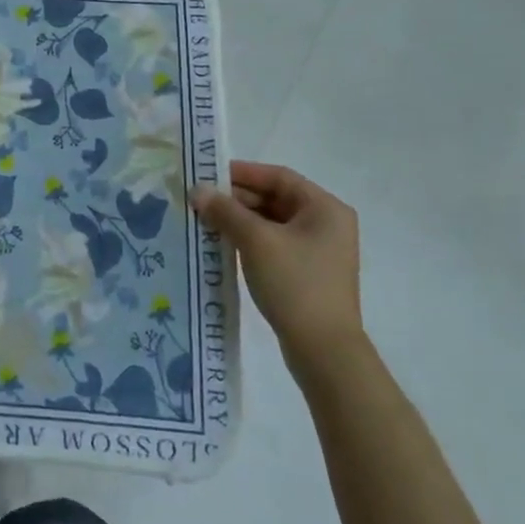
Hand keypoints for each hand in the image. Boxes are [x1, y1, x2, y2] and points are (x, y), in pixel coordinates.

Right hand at [190, 161, 363, 379]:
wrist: (324, 351)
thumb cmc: (295, 284)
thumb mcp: (256, 241)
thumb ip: (225, 211)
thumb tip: (198, 190)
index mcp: (325, 208)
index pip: (279, 177)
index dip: (242, 172)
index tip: (208, 176)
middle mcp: (327, 224)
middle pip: (275, 198)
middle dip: (237, 199)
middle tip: (201, 201)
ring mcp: (319, 250)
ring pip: (272, 223)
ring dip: (240, 220)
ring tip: (205, 222)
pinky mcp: (308, 272)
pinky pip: (274, 244)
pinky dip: (249, 240)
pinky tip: (223, 245)